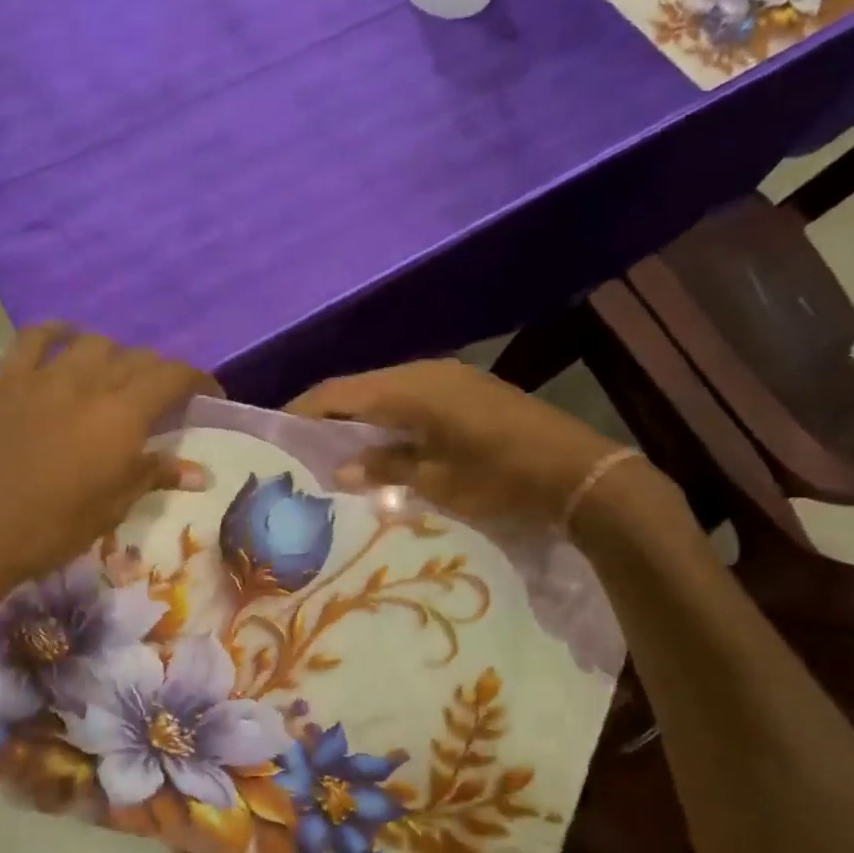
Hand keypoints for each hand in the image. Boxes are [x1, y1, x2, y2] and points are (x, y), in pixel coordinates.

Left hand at [0, 326, 214, 617]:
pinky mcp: (4, 380)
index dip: (197, 379)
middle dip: (158, 372)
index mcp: (122, 416)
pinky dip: (57, 333)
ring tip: (115, 376)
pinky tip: (65, 341)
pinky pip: (33, 338)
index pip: (173, 376)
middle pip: (137, 358)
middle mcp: (88, 383)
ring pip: (92, 343)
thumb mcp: (110, 508)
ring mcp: (43, 376)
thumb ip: (153, 476)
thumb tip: (200, 472)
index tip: (208, 394)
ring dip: (114, 354)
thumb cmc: (49, 530)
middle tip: (162, 397)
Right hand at [288, 359, 662, 533]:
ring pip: (386, 392)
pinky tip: (382, 444)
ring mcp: (448, 377)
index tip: (277, 433)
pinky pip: (411, 398)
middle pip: (360, 387)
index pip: (339, 392)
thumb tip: (341, 469)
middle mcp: (424, 372)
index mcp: (410, 389)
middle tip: (303, 448)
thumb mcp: (436, 480)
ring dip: (359, 417)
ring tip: (336, 449)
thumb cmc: (499, 478)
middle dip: (328, 415)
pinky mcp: (466, 390)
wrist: (576, 471)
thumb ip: (384, 468)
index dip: (304, 410)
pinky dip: (388, 418)